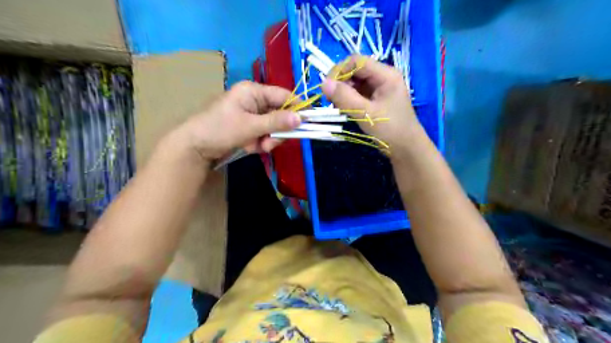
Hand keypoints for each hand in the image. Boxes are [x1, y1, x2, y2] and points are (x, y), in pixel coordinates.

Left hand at [172, 82, 299, 163]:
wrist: (195, 147)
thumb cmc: (220, 129)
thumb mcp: (250, 126)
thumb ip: (276, 122)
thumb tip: (301, 118)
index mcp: (253, 91)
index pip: (283, 96)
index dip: (296, 109)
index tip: (306, 124)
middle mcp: (254, 100)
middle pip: (280, 114)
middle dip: (277, 131)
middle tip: (270, 144)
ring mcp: (252, 115)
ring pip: (273, 127)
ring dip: (268, 140)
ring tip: (257, 147)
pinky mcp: (249, 127)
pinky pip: (264, 135)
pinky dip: (260, 143)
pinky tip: (250, 148)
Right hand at [321, 54, 425, 149]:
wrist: (406, 148)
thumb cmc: (390, 129)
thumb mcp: (366, 113)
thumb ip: (345, 97)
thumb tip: (323, 83)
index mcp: (385, 75)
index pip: (356, 61)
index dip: (339, 71)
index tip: (327, 88)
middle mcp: (382, 76)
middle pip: (355, 70)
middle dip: (340, 82)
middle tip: (331, 101)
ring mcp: (379, 87)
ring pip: (355, 81)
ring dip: (343, 91)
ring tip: (337, 107)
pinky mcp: (376, 98)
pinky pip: (358, 92)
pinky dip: (348, 98)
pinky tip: (345, 109)